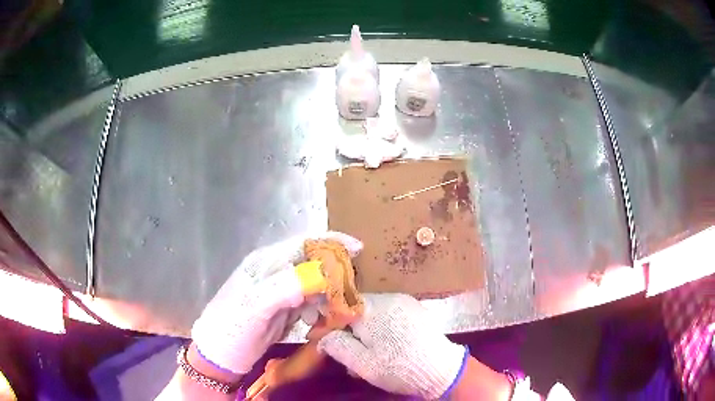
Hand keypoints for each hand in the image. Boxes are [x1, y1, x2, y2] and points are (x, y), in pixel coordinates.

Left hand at [191, 232, 362, 374]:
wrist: (219, 357)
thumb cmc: (231, 330)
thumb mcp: (254, 308)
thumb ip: (283, 287)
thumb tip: (319, 273)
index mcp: (265, 263)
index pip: (302, 244)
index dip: (331, 243)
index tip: (358, 250)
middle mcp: (273, 273)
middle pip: (312, 264)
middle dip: (334, 275)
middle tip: (349, 294)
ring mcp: (278, 292)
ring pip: (313, 285)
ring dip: (328, 297)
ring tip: (331, 315)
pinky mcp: (282, 310)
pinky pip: (309, 304)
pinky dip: (319, 311)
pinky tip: (316, 324)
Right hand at [318, 293, 467, 398]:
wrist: (441, 370)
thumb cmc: (398, 368)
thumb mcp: (362, 364)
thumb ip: (338, 346)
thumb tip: (322, 337)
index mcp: (371, 310)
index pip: (339, 307)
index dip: (328, 323)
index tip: (321, 338)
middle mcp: (388, 299)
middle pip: (356, 309)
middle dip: (347, 329)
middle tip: (344, 351)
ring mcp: (405, 302)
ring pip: (373, 313)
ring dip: (364, 330)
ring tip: (366, 354)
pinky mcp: (416, 310)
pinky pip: (389, 314)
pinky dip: (380, 328)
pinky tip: (384, 346)